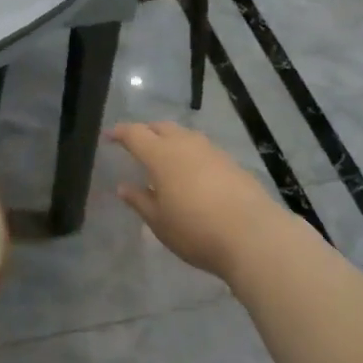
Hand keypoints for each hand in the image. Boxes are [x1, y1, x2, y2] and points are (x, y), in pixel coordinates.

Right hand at [109, 122, 284, 280]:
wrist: (253, 235)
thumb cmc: (196, 230)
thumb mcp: (159, 222)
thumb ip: (140, 200)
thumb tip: (123, 187)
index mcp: (161, 155)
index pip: (135, 134)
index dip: (120, 133)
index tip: (109, 136)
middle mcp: (185, 144)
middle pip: (161, 127)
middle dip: (146, 131)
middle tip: (136, 144)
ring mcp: (211, 151)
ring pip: (184, 135)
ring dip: (170, 140)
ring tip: (164, 157)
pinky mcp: (231, 162)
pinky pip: (202, 149)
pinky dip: (190, 153)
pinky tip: (192, 172)